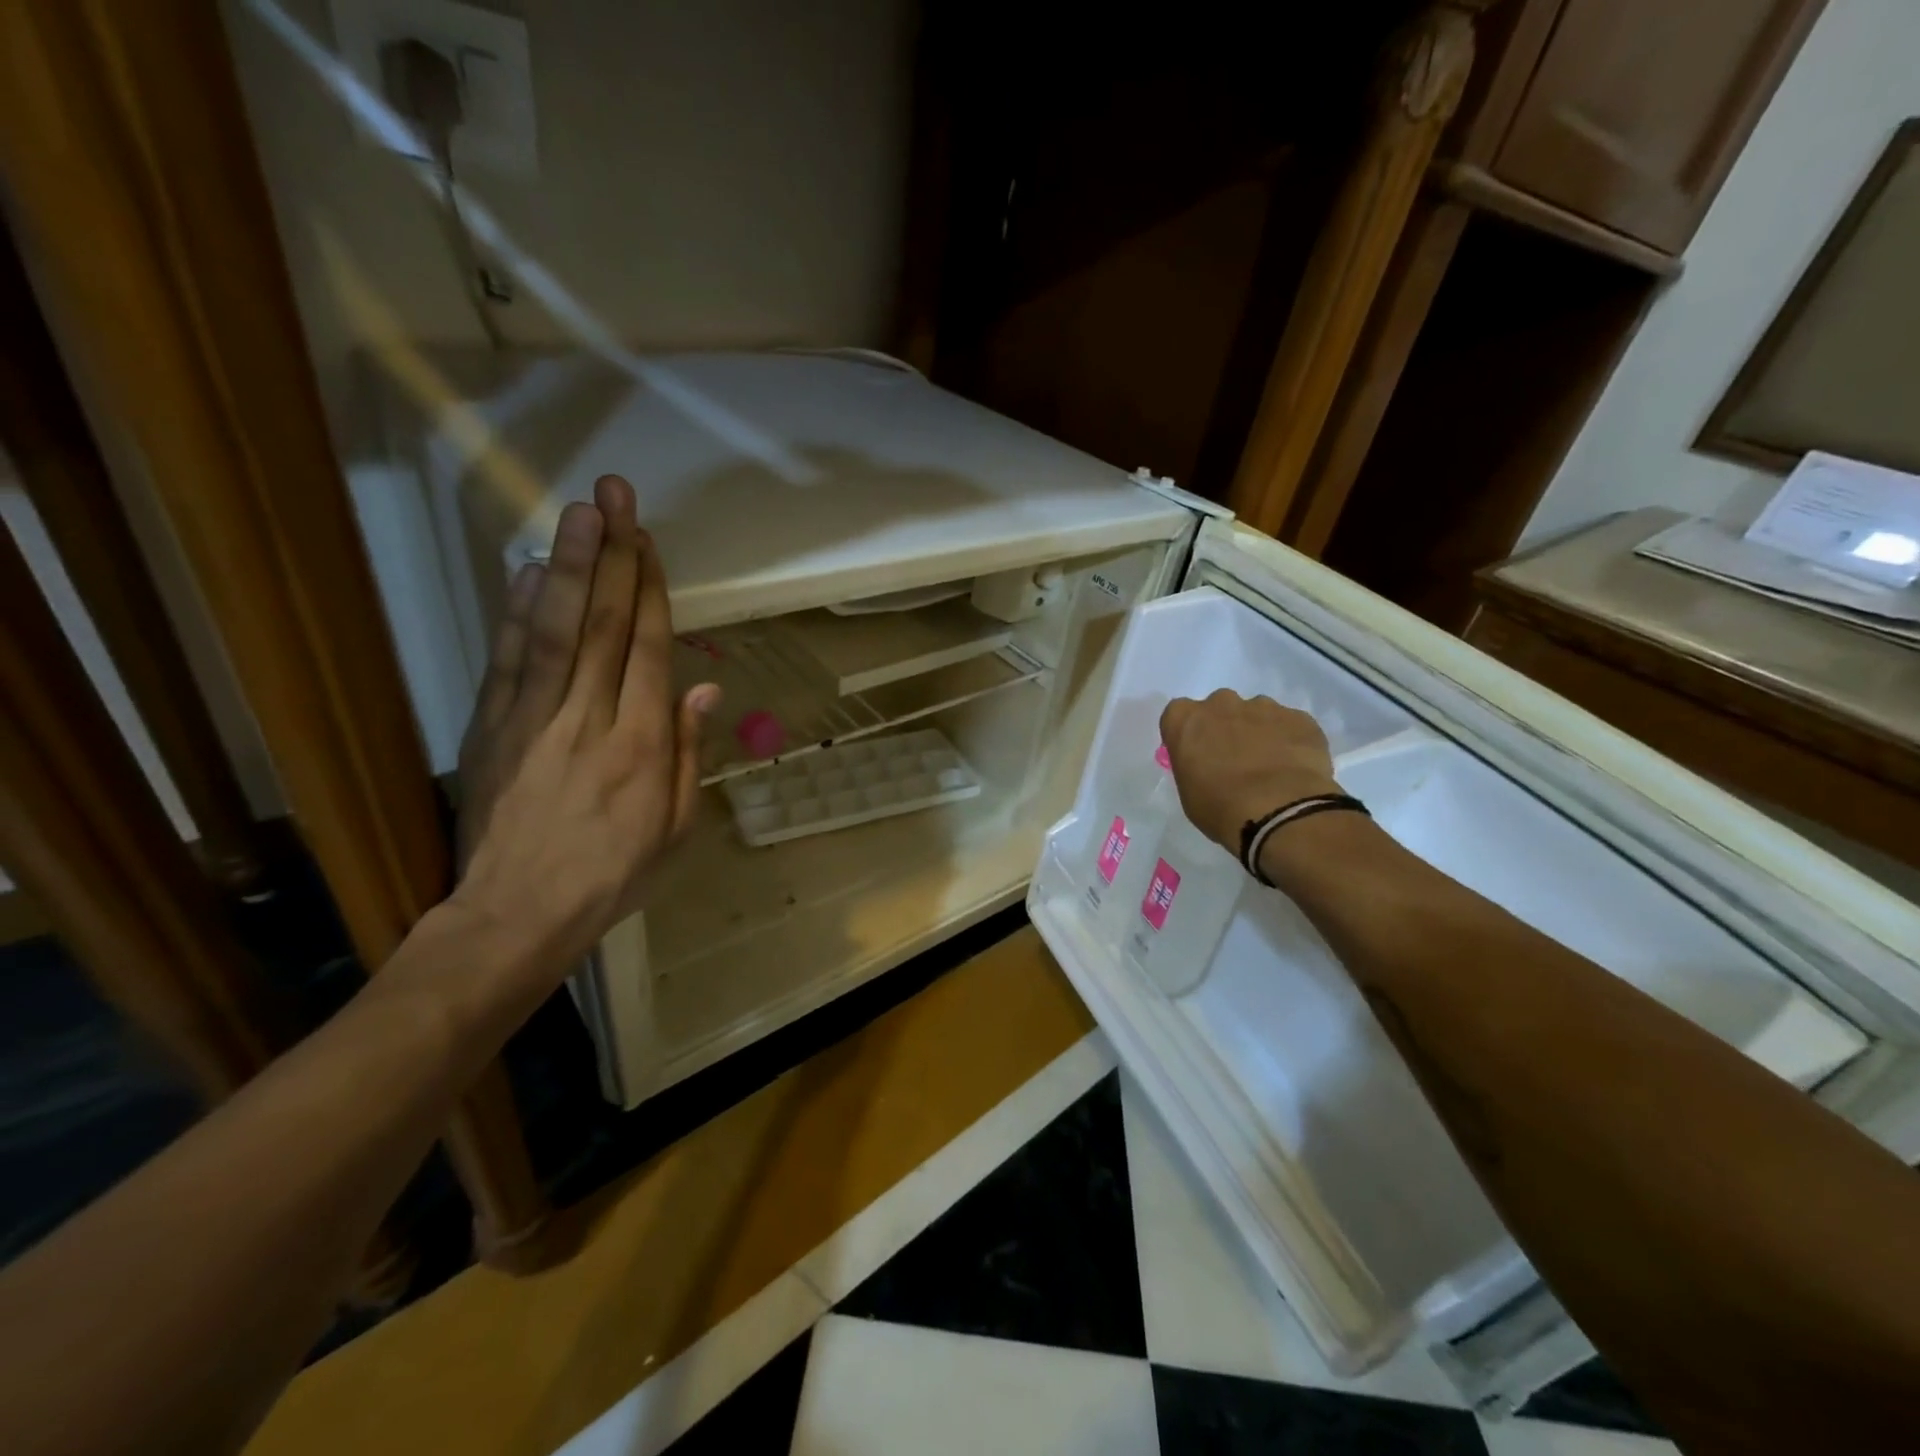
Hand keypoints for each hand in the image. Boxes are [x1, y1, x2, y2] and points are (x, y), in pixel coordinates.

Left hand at [449, 474, 717, 989]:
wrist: (519, 913)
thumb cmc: (614, 874)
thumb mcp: (676, 827)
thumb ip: (690, 753)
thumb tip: (706, 688)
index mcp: (644, 744)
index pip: (650, 650)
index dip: (652, 590)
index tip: (649, 540)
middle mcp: (592, 718)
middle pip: (605, 625)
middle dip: (614, 555)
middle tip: (615, 495)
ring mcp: (534, 719)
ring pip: (557, 630)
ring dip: (571, 567)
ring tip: (579, 512)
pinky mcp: (491, 727)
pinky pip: (508, 661)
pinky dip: (519, 613)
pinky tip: (531, 571)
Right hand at [1159, 691, 1339, 852]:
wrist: (1279, 812)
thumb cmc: (1220, 807)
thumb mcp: (1189, 792)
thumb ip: (1194, 766)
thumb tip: (1209, 764)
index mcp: (1186, 720)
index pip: (1178, 715)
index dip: (1189, 734)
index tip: (1197, 754)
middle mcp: (1222, 703)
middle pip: (1219, 708)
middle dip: (1225, 727)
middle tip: (1234, 759)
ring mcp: (1263, 707)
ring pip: (1257, 713)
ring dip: (1259, 732)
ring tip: (1270, 767)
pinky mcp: (1299, 717)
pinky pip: (1290, 725)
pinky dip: (1290, 741)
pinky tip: (1294, 768)